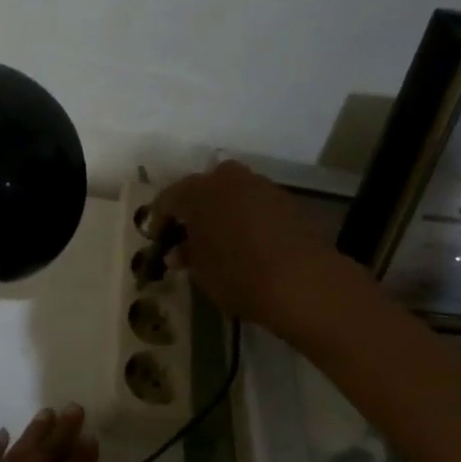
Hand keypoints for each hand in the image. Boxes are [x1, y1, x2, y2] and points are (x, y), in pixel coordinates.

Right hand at [153, 161, 340, 336]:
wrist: (303, 281)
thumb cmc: (238, 274)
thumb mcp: (201, 271)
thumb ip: (186, 255)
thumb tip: (178, 251)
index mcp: (199, 191)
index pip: (168, 199)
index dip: (159, 220)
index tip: (157, 239)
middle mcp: (229, 179)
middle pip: (202, 188)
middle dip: (193, 209)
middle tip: (188, 234)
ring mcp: (262, 186)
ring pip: (232, 193)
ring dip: (222, 211)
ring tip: (219, 240)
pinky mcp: (287, 201)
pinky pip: (255, 204)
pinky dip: (246, 217)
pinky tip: (247, 242)